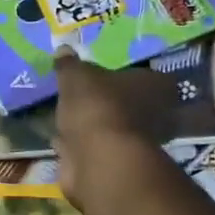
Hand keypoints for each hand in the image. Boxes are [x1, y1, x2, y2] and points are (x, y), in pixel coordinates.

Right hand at [51, 52, 173, 206]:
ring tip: (67, 116)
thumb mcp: (77, 76)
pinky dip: (78, 146)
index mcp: (154, 86)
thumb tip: (64, 48)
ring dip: (92, 126)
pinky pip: (92, 149)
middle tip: (84, 95)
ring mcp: (133, 144)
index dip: (128, 75)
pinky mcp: (113, 166)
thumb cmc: (97, 107)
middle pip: (130, 104)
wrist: (98, 160)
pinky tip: (60, 140)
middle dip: (108, 102)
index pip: (148, 76)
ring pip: (110, 129)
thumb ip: (70, 65)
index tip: (106, 75)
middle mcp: (152, 115)